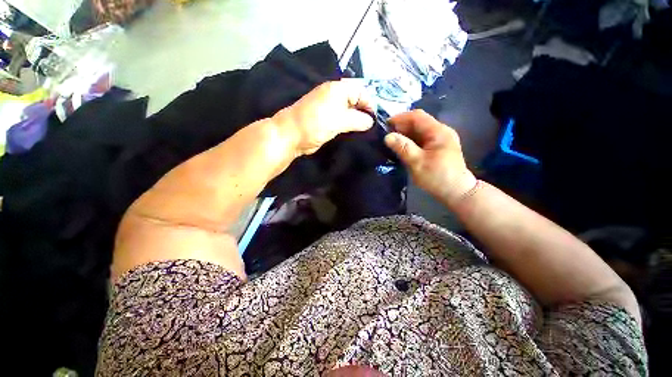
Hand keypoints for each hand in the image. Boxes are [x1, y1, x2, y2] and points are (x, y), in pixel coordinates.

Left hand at [272, 81, 374, 155]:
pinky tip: (356, 133)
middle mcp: (334, 96)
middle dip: (365, 112)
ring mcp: (330, 109)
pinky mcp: (327, 121)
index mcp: (337, 89)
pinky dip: (350, 126)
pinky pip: (343, 121)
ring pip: (350, 112)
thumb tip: (371, 122)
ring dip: (358, 121)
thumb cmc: (316, 123)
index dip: (370, 103)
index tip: (377, 118)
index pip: (361, 91)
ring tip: (368, 131)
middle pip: (356, 101)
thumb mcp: (340, 120)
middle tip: (374, 126)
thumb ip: (359, 120)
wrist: (292, 136)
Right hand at [384, 110, 476, 204]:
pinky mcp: (438, 147)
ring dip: (405, 134)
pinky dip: (411, 140)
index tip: (385, 125)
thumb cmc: (437, 177)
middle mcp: (441, 131)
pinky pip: (422, 139)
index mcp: (438, 131)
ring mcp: (440, 139)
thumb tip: (387, 136)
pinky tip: (402, 147)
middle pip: (418, 122)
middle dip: (401, 126)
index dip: (400, 118)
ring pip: (419, 131)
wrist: (457, 192)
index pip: (417, 116)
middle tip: (386, 135)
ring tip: (391, 141)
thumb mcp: (417, 162)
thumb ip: (403, 147)